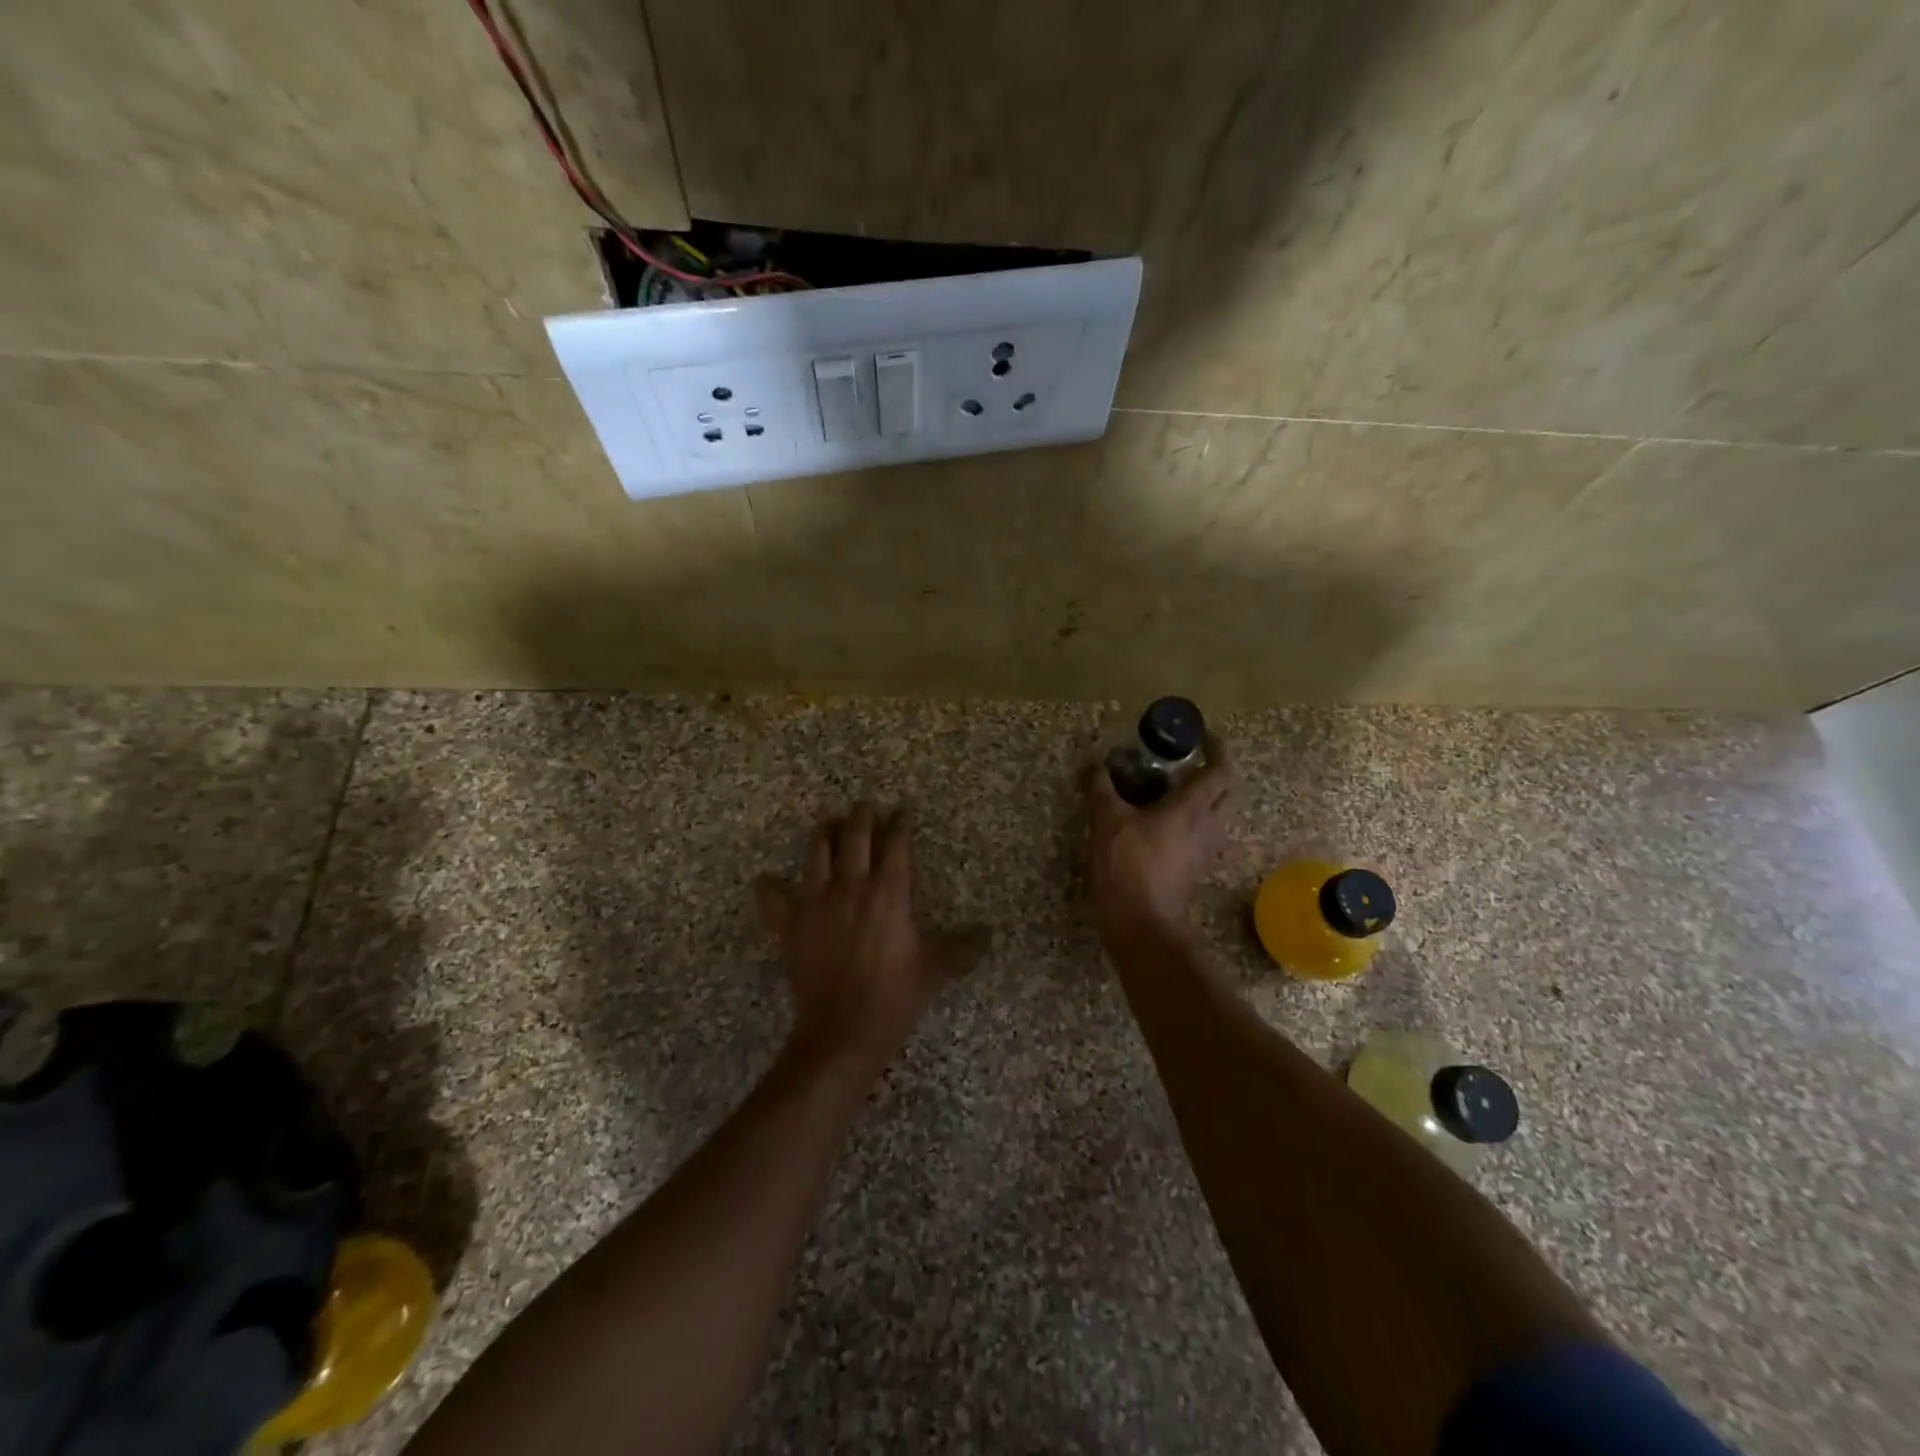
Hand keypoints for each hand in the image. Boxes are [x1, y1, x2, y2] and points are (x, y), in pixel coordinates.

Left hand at [755, 803, 986, 1081]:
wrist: (842, 1032)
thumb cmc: (894, 997)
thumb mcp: (935, 971)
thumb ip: (963, 948)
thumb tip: (989, 934)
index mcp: (888, 893)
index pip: (896, 845)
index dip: (900, 824)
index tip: (903, 811)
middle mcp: (851, 887)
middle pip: (854, 836)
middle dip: (861, 816)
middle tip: (866, 806)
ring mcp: (816, 902)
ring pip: (816, 853)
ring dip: (824, 833)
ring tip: (828, 823)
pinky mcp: (790, 925)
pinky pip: (774, 898)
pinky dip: (770, 887)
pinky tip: (768, 880)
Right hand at [1086, 735, 1238, 941]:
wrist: (1141, 924)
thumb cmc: (1128, 866)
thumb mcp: (1107, 821)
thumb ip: (1101, 788)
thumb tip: (1095, 763)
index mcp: (1193, 807)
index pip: (1221, 769)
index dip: (1217, 748)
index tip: (1202, 736)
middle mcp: (1209, 825)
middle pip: (1227, 791)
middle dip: (1215, 772)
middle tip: (1188, 762)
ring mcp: (1206, 849)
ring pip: (1218, 814)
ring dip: (1204, 797)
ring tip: (1173, 789)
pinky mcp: (1197, 867)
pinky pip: (1204, 833)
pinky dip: (1192, 819)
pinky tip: (1163, 821)